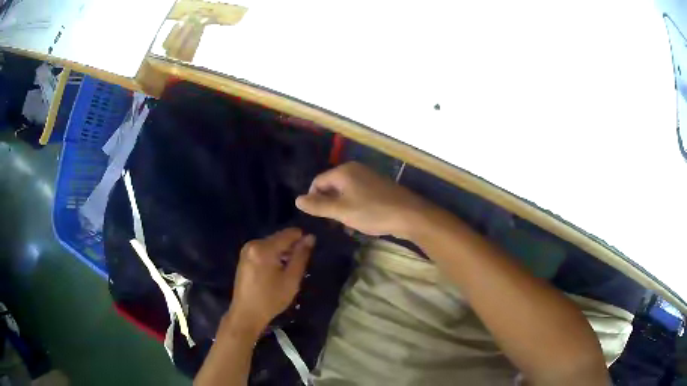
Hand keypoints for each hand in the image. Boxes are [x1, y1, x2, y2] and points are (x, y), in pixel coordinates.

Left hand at [226, 228, 314, 335]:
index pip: (289, 233)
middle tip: (298, 267)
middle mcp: (253, 244)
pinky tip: (275, 272)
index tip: (309, 253)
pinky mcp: (244, 257)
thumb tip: (310, 237)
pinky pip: (263, 250)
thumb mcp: (291, 279)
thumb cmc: (271, 299)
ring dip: (282, 253)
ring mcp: (246, 250)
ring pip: (271, 244)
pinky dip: (272, 257)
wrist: (246, 314)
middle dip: (291, 248)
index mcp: (264, 248)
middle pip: (279, 238)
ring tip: (288, 271)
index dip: (302, 239)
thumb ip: (301, 256)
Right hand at [295, 162, 432, 237]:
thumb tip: (297, 199)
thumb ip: (318, 206)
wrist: (409, 215)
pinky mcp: (378, 188)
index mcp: (344, 172)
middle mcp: (355, 170)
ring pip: (345, 193)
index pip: (317, 182)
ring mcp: (368, 178)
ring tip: (345, 226)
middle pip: (331, 186)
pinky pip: (358, 196)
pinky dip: (354, 208)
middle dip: (328, 205)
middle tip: (332, 223)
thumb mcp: (341, 211)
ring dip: (341, 209)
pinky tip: (359, 223)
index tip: (318, 218)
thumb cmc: (372, 211)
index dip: (313, 199)